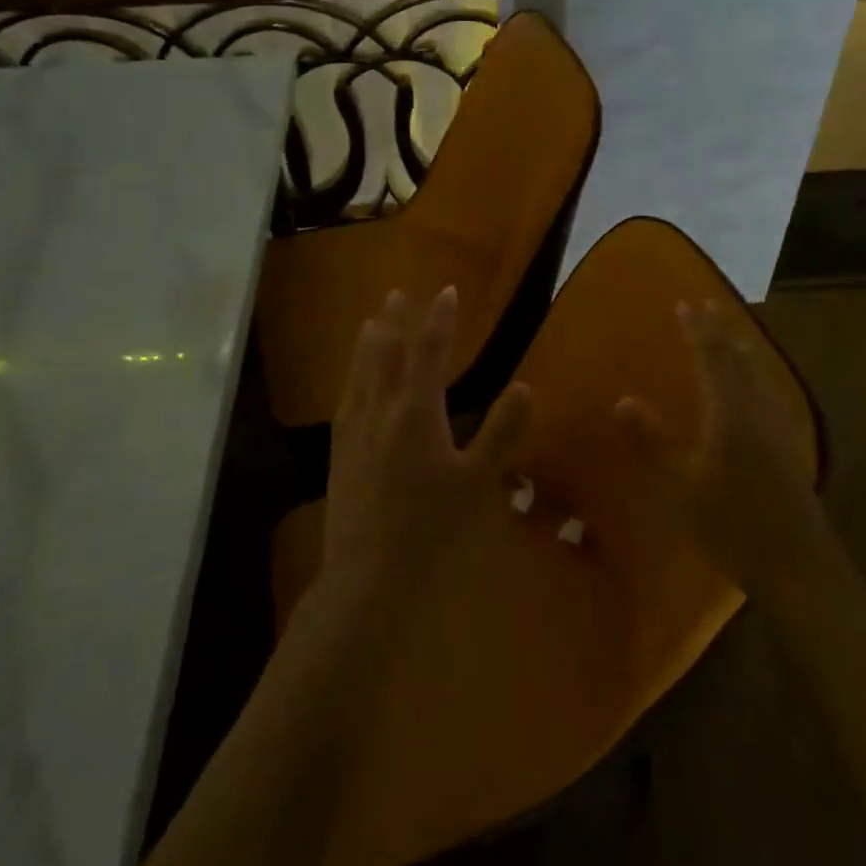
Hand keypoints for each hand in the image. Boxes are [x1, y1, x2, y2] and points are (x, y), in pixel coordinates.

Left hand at [318, 287, 533, 613]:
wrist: (367, 574)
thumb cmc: (430, 528)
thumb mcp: (477, 482)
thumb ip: (501, 432)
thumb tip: (526, 386)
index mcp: (416, 412)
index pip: (429, 351)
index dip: (439, 319)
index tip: (446, 291)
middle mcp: (380, 410)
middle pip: (386, 352)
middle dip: (395, 319)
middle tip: (398, 293)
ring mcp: (354, 429)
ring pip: (361, 371)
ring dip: (369, 340)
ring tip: (373, 320)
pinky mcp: (339, 450)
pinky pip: (346, 396)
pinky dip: (353, 373)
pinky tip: (353, 379)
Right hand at [615, 300, 828, 605]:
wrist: (797, 564)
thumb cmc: (731, 523)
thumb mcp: (680, 486)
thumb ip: (651, 442)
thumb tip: (623, 400)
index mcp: (730, 411)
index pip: (711, 358)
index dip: (697, 330)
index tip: (685, 304)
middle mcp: (757, 409)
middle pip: (738, 359)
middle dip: (720, 331)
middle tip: (707, 306)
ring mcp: (778, 427)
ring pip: (757, 374)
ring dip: (740, 349)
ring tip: (730, 336)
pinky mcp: (788, 445)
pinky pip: (767, 391)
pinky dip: (753, 373)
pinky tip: (755, 388)